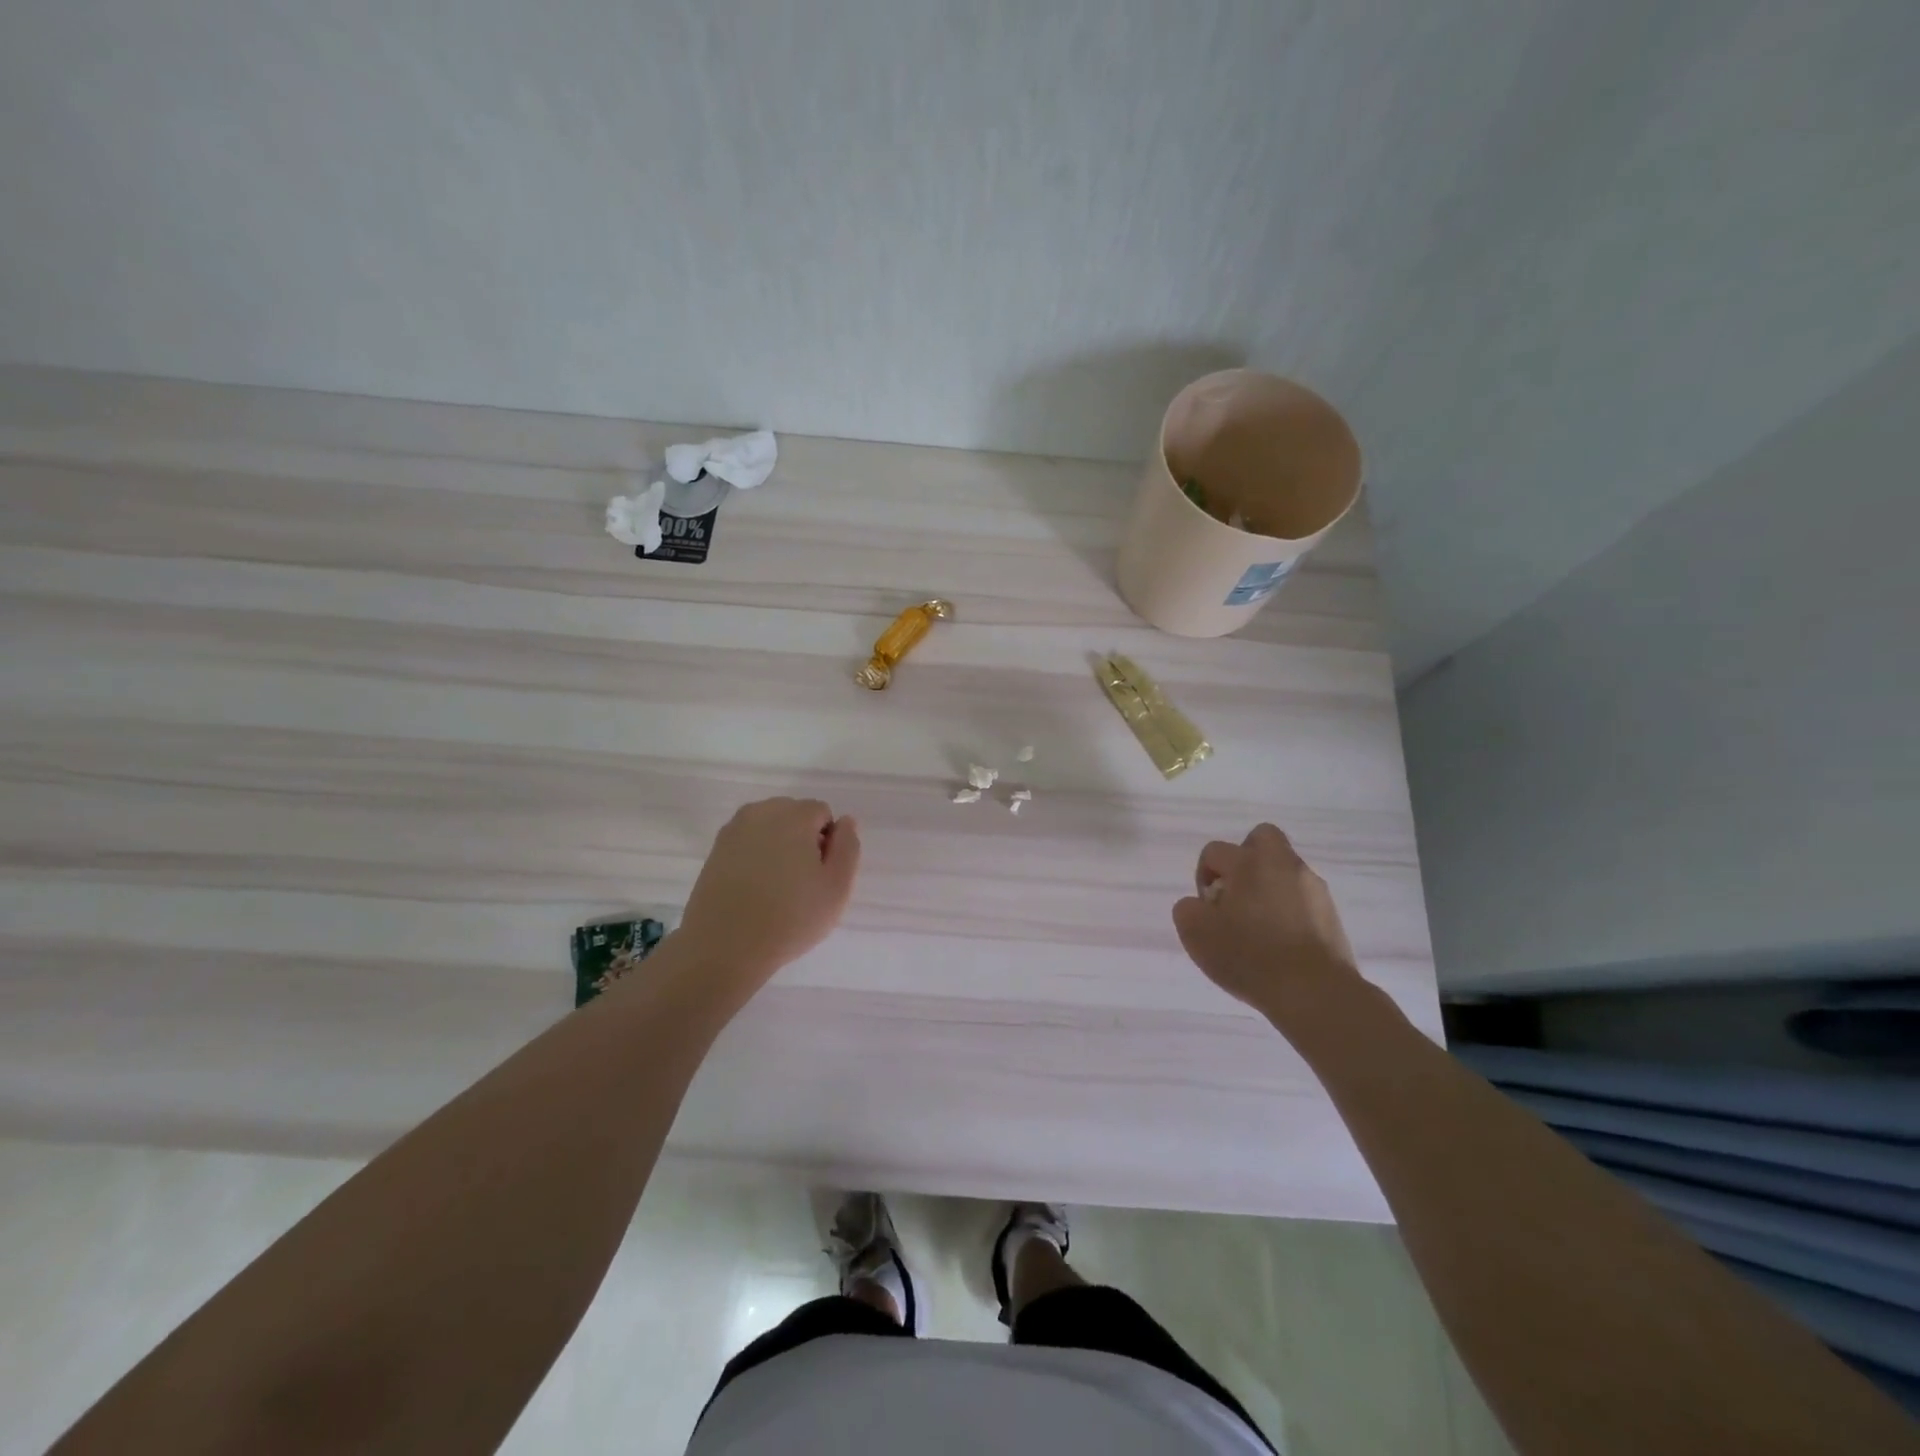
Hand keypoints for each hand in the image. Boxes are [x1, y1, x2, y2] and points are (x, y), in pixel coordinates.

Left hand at [677, 798, 861, 990]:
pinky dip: (754, 858)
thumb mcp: (837, 887)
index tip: (820, 875)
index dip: (828, 843)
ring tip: (776, 888)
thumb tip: (845, 822)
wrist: (723, 947)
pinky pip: (747, 844)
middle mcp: (761, 812)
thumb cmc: (790, 917)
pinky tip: (753, 890)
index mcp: (794, 815)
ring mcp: (733, 830)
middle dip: (802, 839)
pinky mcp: (714, 851)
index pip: (822, 813)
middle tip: (801, 883)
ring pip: (769, 828)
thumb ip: (848, 847)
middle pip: (794, 815)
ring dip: (778, 847)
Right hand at [1172, 823, 1360, 1016]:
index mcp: (1249, 863)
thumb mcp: (1196, 933)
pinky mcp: (1331, 912)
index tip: (1208, 908)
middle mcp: (1284, 864)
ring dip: (1268, 886)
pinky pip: (1302, 896)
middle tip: (1237, 895)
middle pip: (1261, 838)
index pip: (1214, 851)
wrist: (1314, 992)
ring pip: (1284, 869)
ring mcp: (1313, 887)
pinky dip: (1289, 908)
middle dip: (1245, 859)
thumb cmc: (1249, 956)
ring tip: (1259, 925)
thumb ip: (1187, 909)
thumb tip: (1200, 904)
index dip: (1204, 877)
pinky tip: (1281, 940)